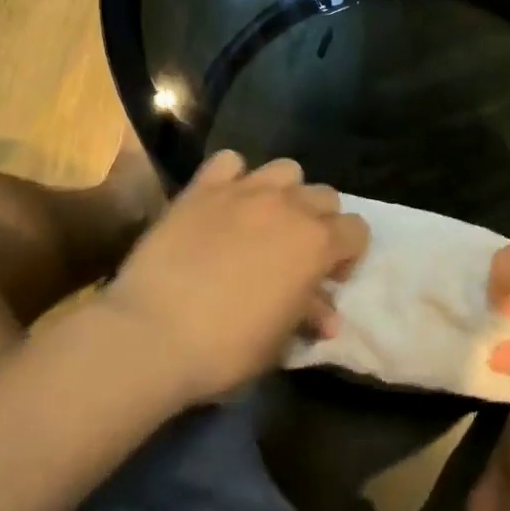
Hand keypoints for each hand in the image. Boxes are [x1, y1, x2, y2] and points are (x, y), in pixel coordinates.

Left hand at [104, 151, 368, 404]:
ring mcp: (244, 191)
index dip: (348, 255)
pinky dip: (233, 178)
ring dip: (284, 193)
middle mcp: (289, 206)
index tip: (328, 279)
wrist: (152, 334)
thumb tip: (326, 315)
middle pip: (325, 196)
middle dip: (320, 222)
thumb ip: (307, 315)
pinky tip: (223, 203)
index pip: (357, 230)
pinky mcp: (203, 187)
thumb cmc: (226, 349)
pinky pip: (230, 162)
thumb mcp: (278, 342)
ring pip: (285, 170)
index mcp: (316, 244)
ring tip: (264, 221)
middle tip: (296, 254)